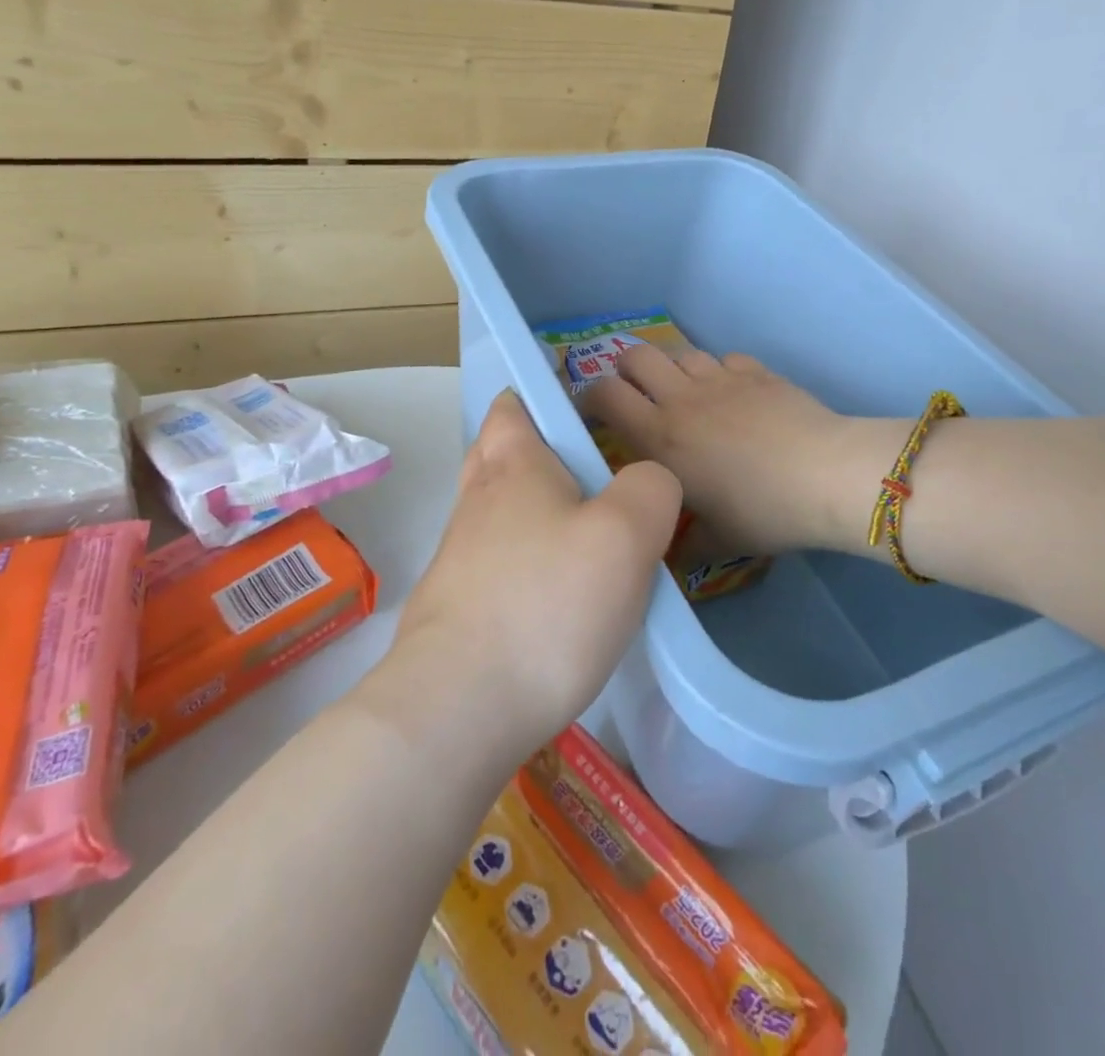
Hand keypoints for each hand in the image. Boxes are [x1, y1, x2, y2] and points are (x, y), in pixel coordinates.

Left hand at [390, 391, 681, 756]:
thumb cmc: (548, 604)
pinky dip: (521, 562)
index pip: (513, 406)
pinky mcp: (454, 607)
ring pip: (495, 512)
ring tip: (582, 539)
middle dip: (534, 454)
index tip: (580, 416)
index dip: (540, 398)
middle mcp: (477, 501)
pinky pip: (492, 563)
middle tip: (584, 477)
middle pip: (496, 454)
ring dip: (530, 512)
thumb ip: (651, 490)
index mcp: (513, 466)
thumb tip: (648, 481)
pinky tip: (555, 596)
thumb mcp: (626, 535)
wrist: (458, 707)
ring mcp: (458, 556)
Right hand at [583, 346, 907, 557]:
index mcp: (659, 437)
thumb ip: (682, 543)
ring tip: (685, 394)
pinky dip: (719, 372)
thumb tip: (666, 552)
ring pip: (679, 352)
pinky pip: (724, 358)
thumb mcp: (716, 541)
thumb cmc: (762, 512)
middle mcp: (681, 398)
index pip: (604, 395)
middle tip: (636, 394)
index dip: (589, 397)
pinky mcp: (755, 371)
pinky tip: (733, 394)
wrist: (825, 475)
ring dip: (673, 369)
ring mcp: (720, 378)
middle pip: (635, 355)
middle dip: (626, 369)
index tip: (592, 412)